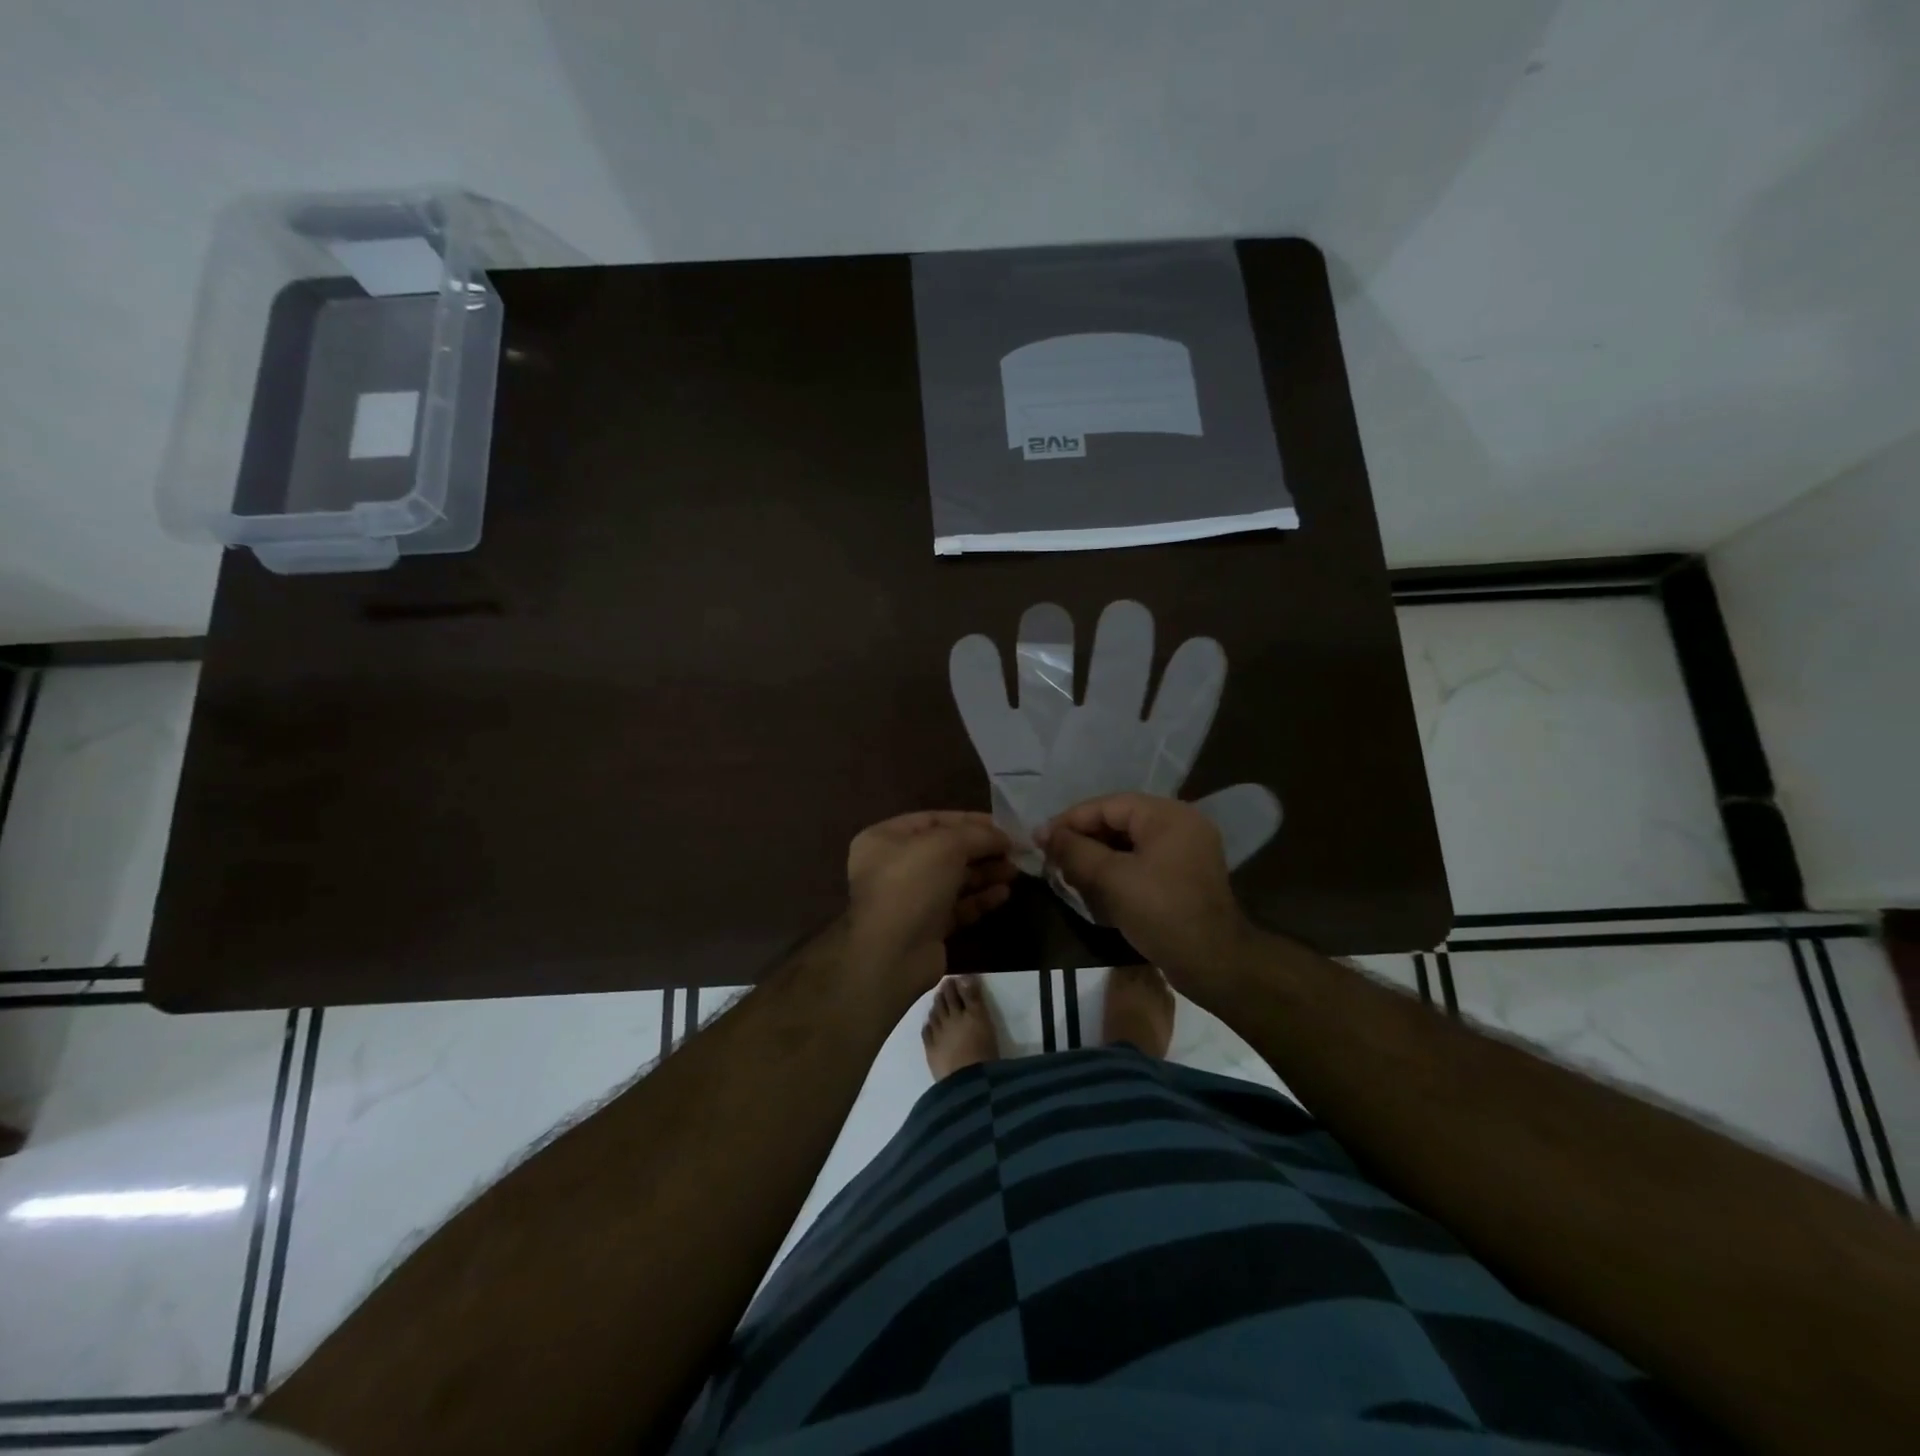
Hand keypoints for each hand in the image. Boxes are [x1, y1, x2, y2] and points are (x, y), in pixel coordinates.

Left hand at [846, 812, 1015, 995]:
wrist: (892, 953)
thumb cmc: (912, 884)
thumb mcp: (946, 845)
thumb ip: (978, 835)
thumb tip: (1004, 836)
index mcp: (886, 839)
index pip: (933, 820)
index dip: (970, 821)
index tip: (1004, 826)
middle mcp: (894, 866)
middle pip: (946, 851)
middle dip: (981, 849)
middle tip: (1014, 851)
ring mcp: (910, 899)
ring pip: (954, 880)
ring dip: (985, 873)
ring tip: (1015, 871)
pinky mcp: (926, 928)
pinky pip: (957, 907)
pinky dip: (979, 899)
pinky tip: (1003, 894)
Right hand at [1036, 793, 1252, 988]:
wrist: (1214, 964)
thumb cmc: (1161, 912)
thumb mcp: (1111, 878)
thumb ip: (1075, 850)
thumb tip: (1043, 832)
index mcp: (1167, 815)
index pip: (1107, 805)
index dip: (1070, 821)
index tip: (1040, 840)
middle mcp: (1180, 824)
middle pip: (1118, 822)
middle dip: (1083, 842)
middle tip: (1052, 861)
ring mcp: (1185, 851)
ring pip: (1128, 845)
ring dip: (1097, 859)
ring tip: (1070, 877)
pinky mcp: (1183, 877)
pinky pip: (1142, 863)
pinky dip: (1117, 872)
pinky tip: (1096, 891)